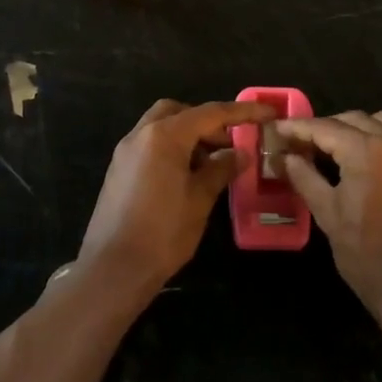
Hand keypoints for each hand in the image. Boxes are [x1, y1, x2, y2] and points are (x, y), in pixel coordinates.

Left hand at [79, 99, 274, 292]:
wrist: (113, 269)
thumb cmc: (163, 232)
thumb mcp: (200, 200)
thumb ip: (220, 170)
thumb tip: (239, 154)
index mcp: (164, 136)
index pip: (210, 113)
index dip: (242, 112)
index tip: (267, 113)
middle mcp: (140, 135)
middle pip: (179, 112)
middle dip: (207, 122)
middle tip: (229, 144)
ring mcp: (125, 152)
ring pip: (161, 128)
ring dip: (188, 136)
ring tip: (211, 165)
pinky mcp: (118, 170)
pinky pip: (149, 145)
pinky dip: (171, 149)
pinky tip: (187, 177)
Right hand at [276, 111, 381, 328]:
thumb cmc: (368, 256)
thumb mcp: (328, 215)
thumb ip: (304, 177)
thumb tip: (284, 157)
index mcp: (368, 151)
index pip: (325, 128)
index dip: (298, 128)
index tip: (278, 130)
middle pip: (354, 120)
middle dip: (326, 127)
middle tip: (302, 145)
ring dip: (356, 129)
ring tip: (335, 150)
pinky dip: (379, 141)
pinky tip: (365, 164)